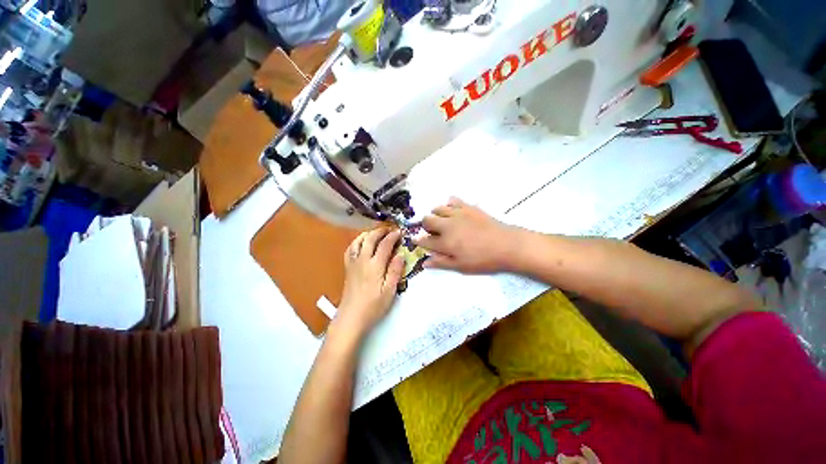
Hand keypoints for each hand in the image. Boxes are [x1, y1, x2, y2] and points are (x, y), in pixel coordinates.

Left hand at [335, 228, 404, 336]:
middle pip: (370, 239)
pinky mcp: (347, 268)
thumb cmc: (373, 307)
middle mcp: (362, 260)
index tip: (399, 232)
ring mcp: (353, 263)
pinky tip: (361, 243)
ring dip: (368, 234)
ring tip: (376, 233)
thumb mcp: (389, 291)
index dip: (392, 236)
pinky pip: (350, 249)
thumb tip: (400, 255)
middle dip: (380, 231)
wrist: (351, 318)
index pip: (384, 245)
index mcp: (374, 265)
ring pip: (358, 241)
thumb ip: (395, 271)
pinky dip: (357, 241)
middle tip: (390, 229)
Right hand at [414, 197, 519, 273]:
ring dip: (436, 214)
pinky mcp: (468, 207)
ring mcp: (458, 214)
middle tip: (433, 232)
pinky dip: (449, 204)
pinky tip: (454, 211)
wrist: (507, 245)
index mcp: (445, 242)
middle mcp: (447, 225)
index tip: (417, 241)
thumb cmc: (483, 260)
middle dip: (425, 226)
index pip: (424, 240)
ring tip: (443, 221)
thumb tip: (424, 263)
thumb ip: (441, 263)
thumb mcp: (461, 266)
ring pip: (437, 208)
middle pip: (427, 220)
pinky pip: (453, 200)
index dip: (418, 241)